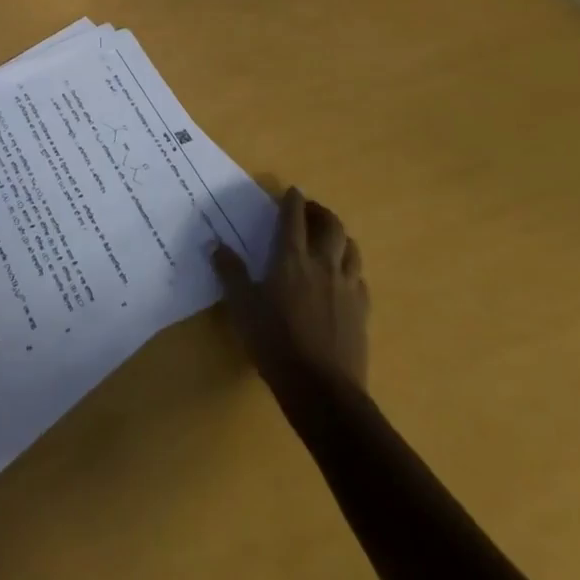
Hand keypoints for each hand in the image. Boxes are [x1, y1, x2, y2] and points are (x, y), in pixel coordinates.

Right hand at [211, 185, 368, 396]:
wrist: (322, 388)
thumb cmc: (275, 342)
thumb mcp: (242, 307)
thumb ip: (230, 273)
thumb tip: (216, 245)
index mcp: (291, 259)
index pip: (293, 218)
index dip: (292, 200)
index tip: (292, 191)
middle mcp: (323, 264)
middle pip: (331, 226)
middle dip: (321, 212)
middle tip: (310, 211)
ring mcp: (347, 287)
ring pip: (351, 248)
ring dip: (340, 236)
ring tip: (330, 238)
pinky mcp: (362, 310)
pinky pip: (360, 278)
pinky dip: (350, 268)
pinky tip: (343, 278)